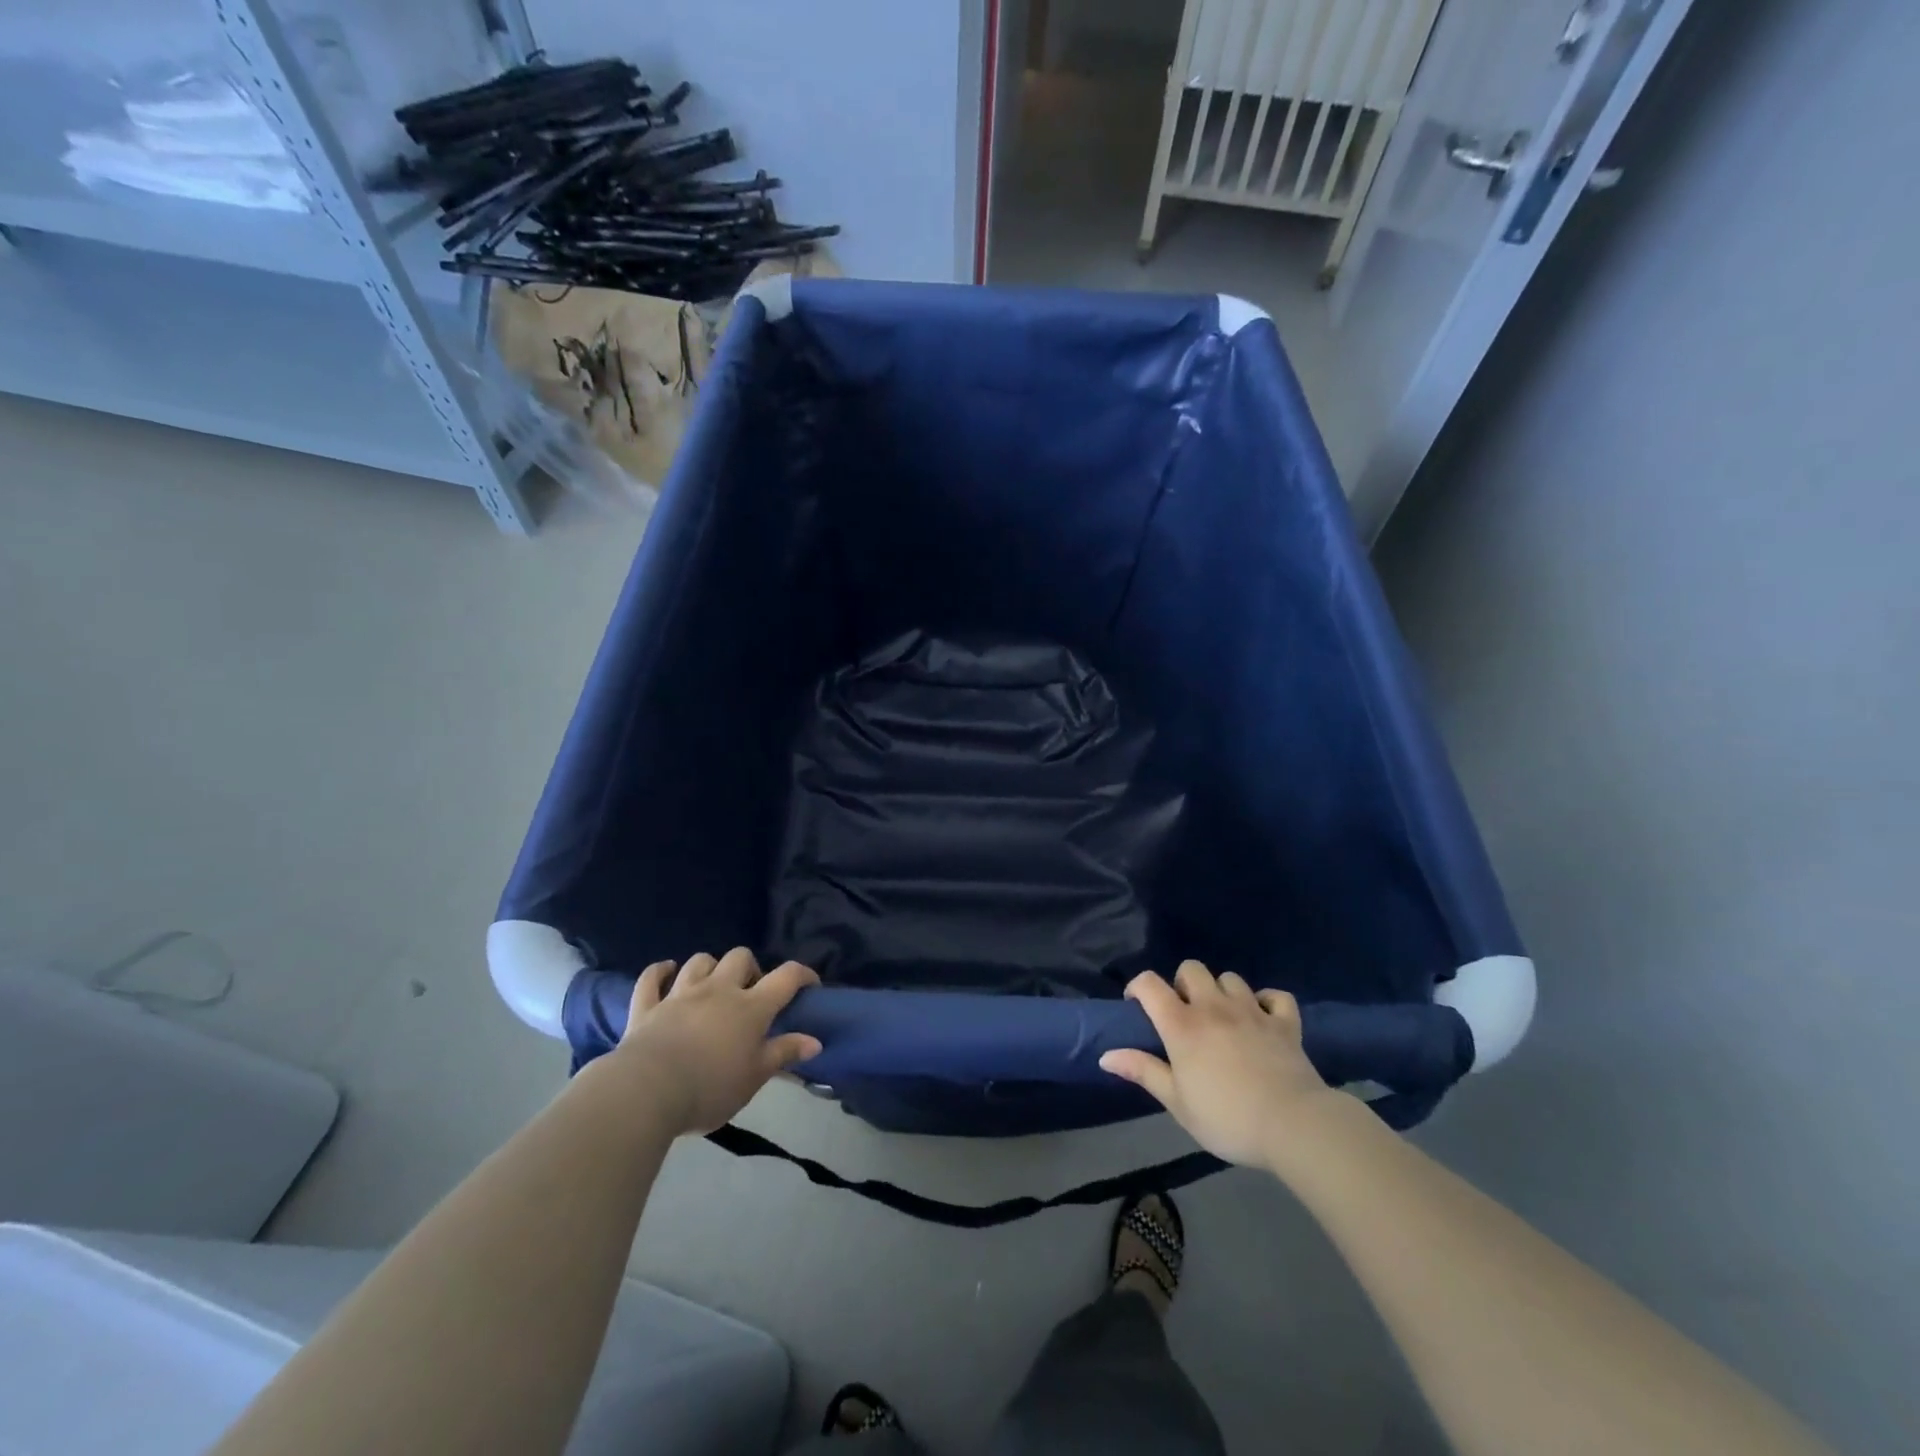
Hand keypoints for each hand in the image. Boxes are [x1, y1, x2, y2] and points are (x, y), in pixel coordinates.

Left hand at [611, 948, 821, 1135]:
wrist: (647, 1092)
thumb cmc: (710, 1088)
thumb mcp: (755, 1078)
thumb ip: (784, 1054)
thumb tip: (815, 1041)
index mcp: (751, 1007)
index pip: (786, 977)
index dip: (802, 975)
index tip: (810, 985)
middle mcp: (718, 990)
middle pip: (740, 957)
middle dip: (750, 968)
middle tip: (750, 993)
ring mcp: (680, 994)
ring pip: (700, 961)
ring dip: (710, 967)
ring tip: (712, 985)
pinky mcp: (648, 1005)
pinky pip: (652, 977)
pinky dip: (660, 971)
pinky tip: (666, 972)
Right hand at [1099, 960, 1337, 1169]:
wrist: (1292, 1125)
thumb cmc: (1226, 1118)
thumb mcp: (1177, 1102)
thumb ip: (1143, 1071)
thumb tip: (1105, 1055)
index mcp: (1182, 1024)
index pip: (1149, 984)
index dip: (1137, 987)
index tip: (1137, 1007)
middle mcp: (1213, 1007)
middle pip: (1191, 969)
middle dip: (1183, 984)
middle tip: (1185, 1014)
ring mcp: (1252, 1010)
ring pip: (1230, 978)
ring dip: (1222, 992)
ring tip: (1223, 1018)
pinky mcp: (1284, 1022)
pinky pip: (1275, 996)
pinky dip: (1267, 1002)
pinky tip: (1263, 1019)